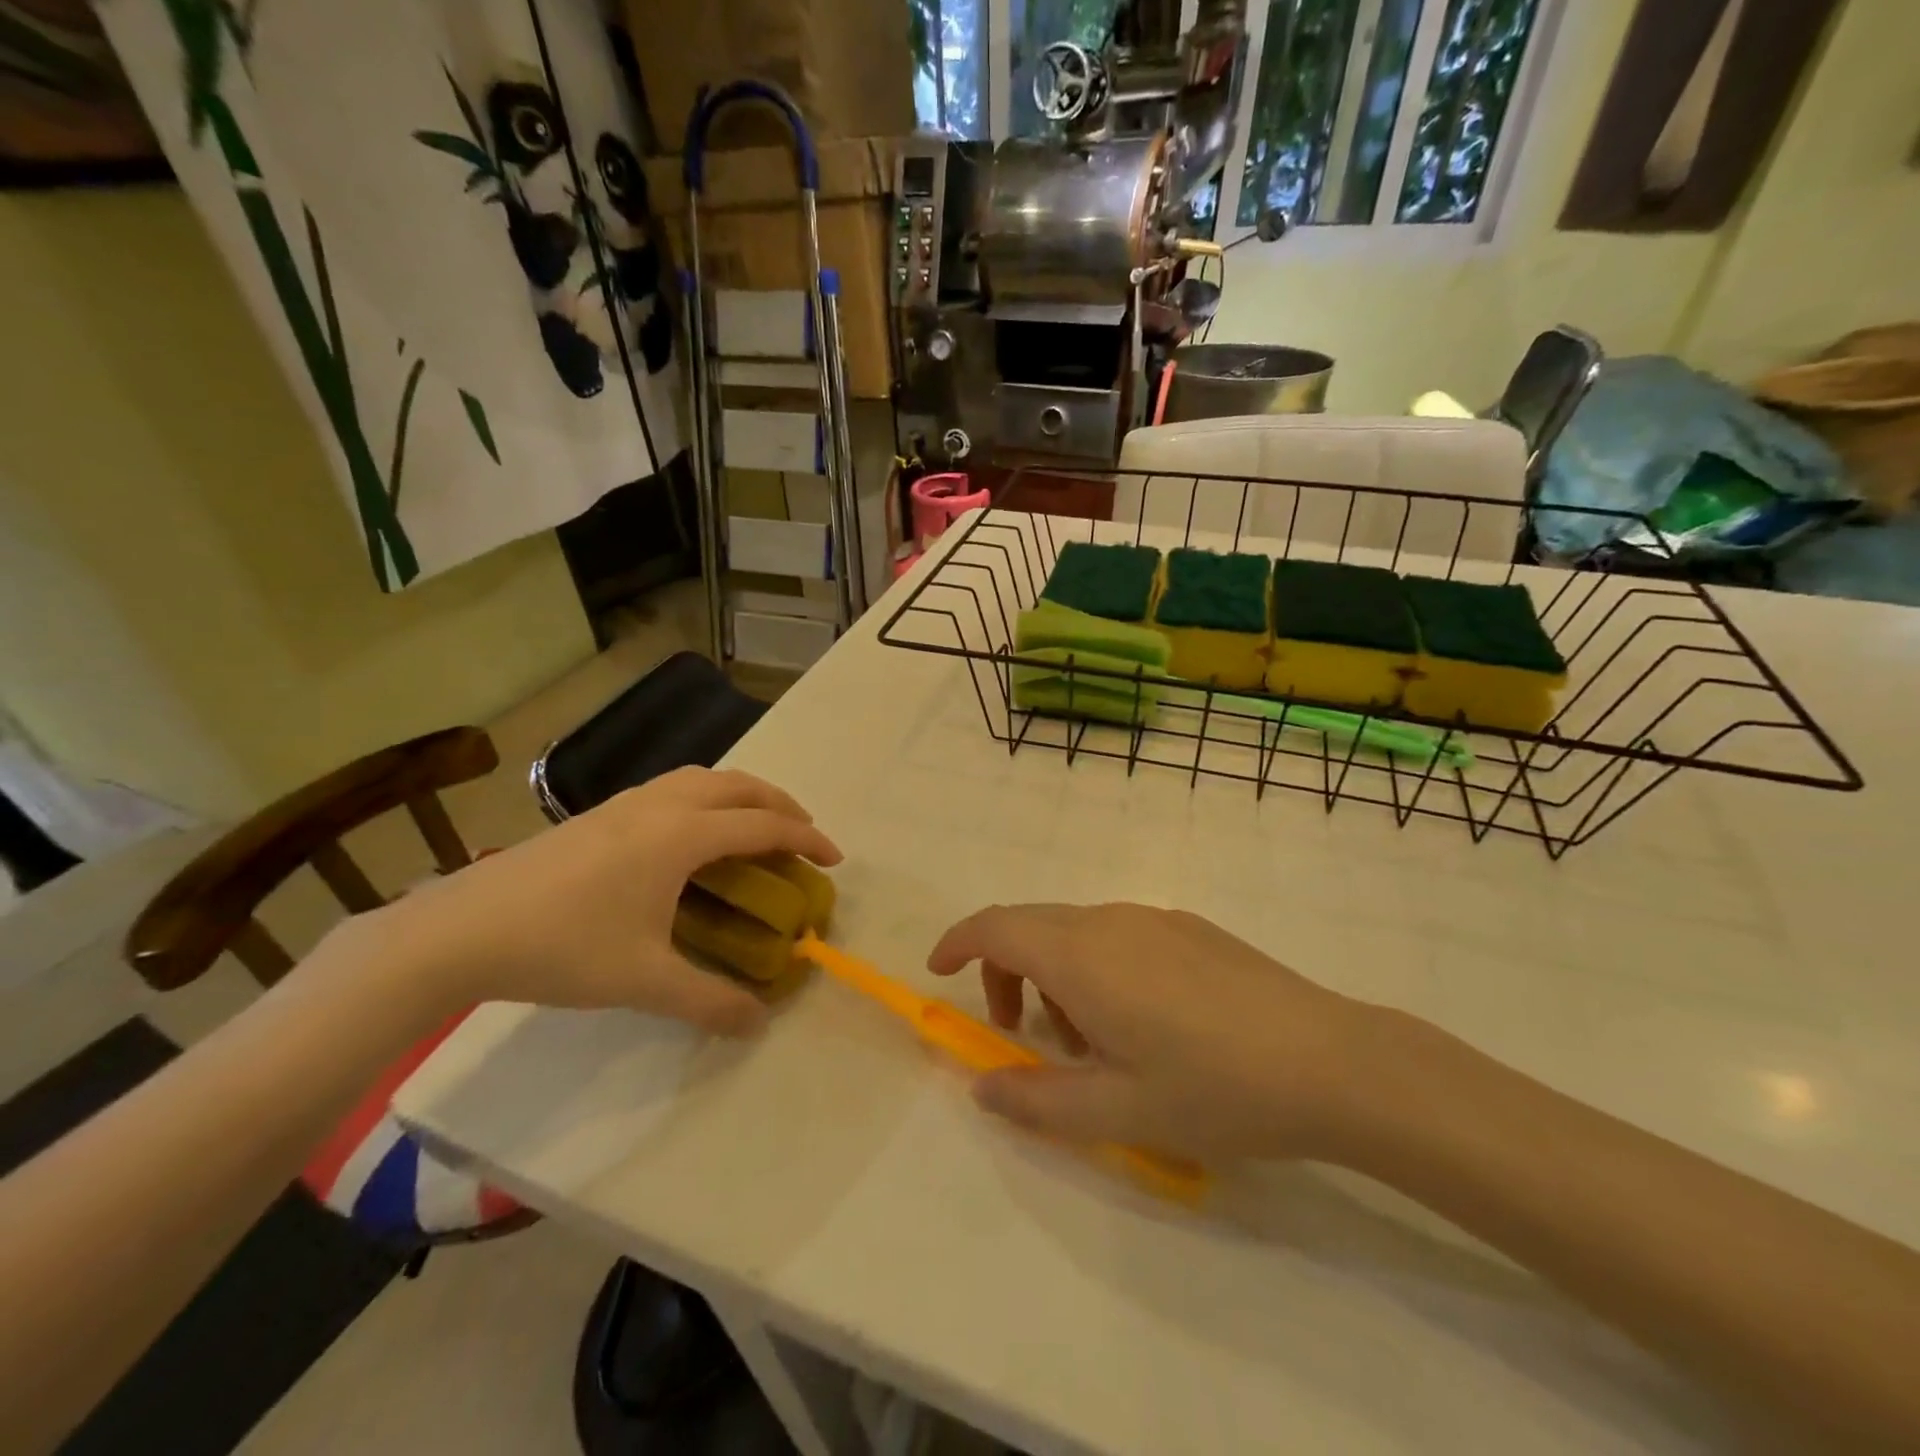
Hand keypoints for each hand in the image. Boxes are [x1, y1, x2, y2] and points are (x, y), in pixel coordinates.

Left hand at [374, 767, 840, 1032]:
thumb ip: (708, 1001)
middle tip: (802, 834)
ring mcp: (625, 804)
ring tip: (753, 826)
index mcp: (681, 836)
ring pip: (702, 779)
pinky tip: (690, 836)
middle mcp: (661, 806)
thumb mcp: (643, 981)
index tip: (834, 859)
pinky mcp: (598, 815)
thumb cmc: (562, 947)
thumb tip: (759, 1024)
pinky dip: (705, 798)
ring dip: (740, 794)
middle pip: (739, 785)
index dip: (806, 839)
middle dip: (781, 803)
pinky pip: (672, 789)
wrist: (460, 930)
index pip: (762, 825)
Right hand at [928, 903, 1373, 1161]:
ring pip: (1076, 931)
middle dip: (1004, 970)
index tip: (939, 972)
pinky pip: (1118, 934)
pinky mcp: (1190, 927)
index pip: (994, 926)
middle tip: (1017, 1032)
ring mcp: (1154, 917)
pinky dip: (1096, 967)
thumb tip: (982, 1087)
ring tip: (1089, 1043)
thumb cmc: (1213, 1088)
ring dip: (1055, 974)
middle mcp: (1109, 919)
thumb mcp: (1115, 1111)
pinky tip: (1141, 1023)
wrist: (1331, 1062)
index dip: (957, 942)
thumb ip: (1035, 1099)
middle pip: (1030, 925)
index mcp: (1080, 954)